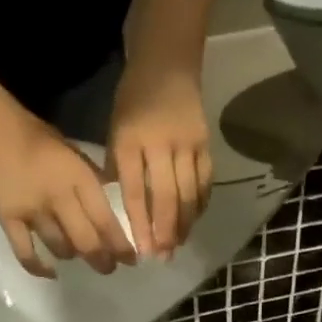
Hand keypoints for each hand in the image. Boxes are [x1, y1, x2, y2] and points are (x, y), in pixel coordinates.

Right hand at [0, 112, 135, 277]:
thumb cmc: (42, 141)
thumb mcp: (78, 156)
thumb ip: (95, 182)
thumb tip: (117, 206)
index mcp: (79, 179)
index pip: (106, 221)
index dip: (120, 246)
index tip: (131, 260)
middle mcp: (59, 198)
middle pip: (86, 241)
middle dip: (102, 261)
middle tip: (108, 268)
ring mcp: (33, 211)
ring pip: (61, 248)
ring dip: (74, 257)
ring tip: (78, 256)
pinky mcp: (9, 219)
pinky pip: (25, 252)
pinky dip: (39, 267)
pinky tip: (51, 272)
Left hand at [109, 66, 212, 259]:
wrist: (168, 64)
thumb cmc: (133, 99)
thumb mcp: (115, 128)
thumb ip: (120, 167)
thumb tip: (123, 208)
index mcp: (130, 140)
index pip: (136, 190)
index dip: (140, 223)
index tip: (141, 250)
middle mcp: (161, 144)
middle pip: (167, 196)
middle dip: (165, 231)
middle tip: (163, 256)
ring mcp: (187, 144)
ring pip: (189, 193)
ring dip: (184, 223)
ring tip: (177, 245)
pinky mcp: (206, 144)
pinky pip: (204, 181)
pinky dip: (199, 204)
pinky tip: (193, 221)